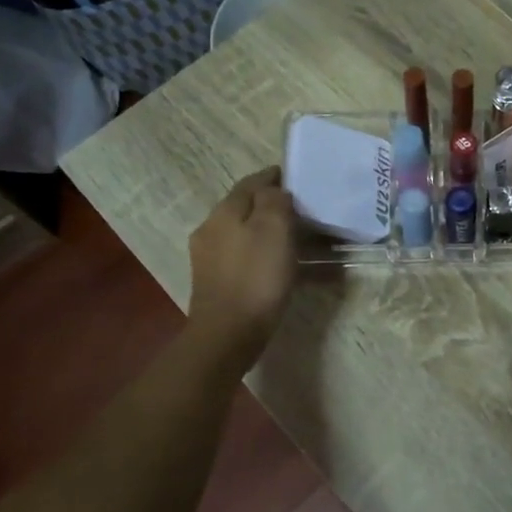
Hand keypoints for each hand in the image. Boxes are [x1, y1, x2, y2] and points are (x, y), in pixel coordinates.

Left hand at [187, 166, 296, 365]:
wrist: (228, 334)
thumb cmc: (256, 277)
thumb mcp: (274, 229)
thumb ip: (274, 201)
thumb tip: (275, 191)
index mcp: (224, 212)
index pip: (251, 183)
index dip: (273, 177)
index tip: (295, 178)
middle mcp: (211, 230)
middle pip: (245, 209)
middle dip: (271, 206)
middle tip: (302, 210)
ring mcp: (210, 259)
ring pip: (245, 235)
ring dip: (269, 233)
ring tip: (297, 240)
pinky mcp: (216, 283)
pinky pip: (246, 260)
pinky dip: (265, 257)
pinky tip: (283, 268)